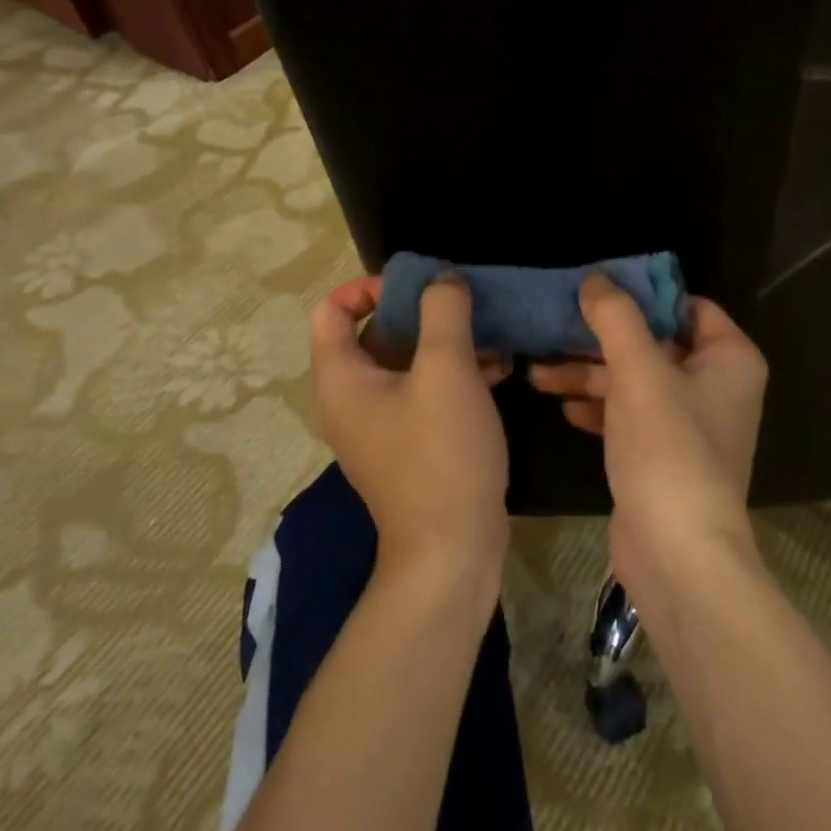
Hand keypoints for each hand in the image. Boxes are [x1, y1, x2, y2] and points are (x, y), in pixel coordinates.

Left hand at [308, 274, 510, 589]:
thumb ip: (443, 312)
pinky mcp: (409, 446)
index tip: (420, 287)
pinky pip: (423, 393)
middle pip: (374, 333)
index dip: (371, 287)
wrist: (451, 550)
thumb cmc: (442, 452)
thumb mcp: (447, 370)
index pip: (332, 308)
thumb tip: (442, 280)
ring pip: (406, 364)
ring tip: (493, 336)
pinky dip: (453, 374)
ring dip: (446, 344)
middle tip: (465, 307)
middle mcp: (350, 399)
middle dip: (422, 313)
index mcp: (342, 378)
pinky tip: (498, 370)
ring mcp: (380, 426)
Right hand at [528, 277, 767, 595]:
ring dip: (590, 375)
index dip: (642, 294)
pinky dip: (600, 407)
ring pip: (635, 381)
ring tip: (538, 372)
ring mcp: (690, 423)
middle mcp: (716, 385)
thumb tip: (596, 279)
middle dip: (601, 339)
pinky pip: (630, 415)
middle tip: (552, 328)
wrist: (677, 555)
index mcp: (729, 357)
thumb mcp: (639, 372)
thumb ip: (617, 318)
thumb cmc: (668, 449)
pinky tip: (562, 406)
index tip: (594, 289)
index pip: (686, 306)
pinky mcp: (664, 455)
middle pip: (653, 343)